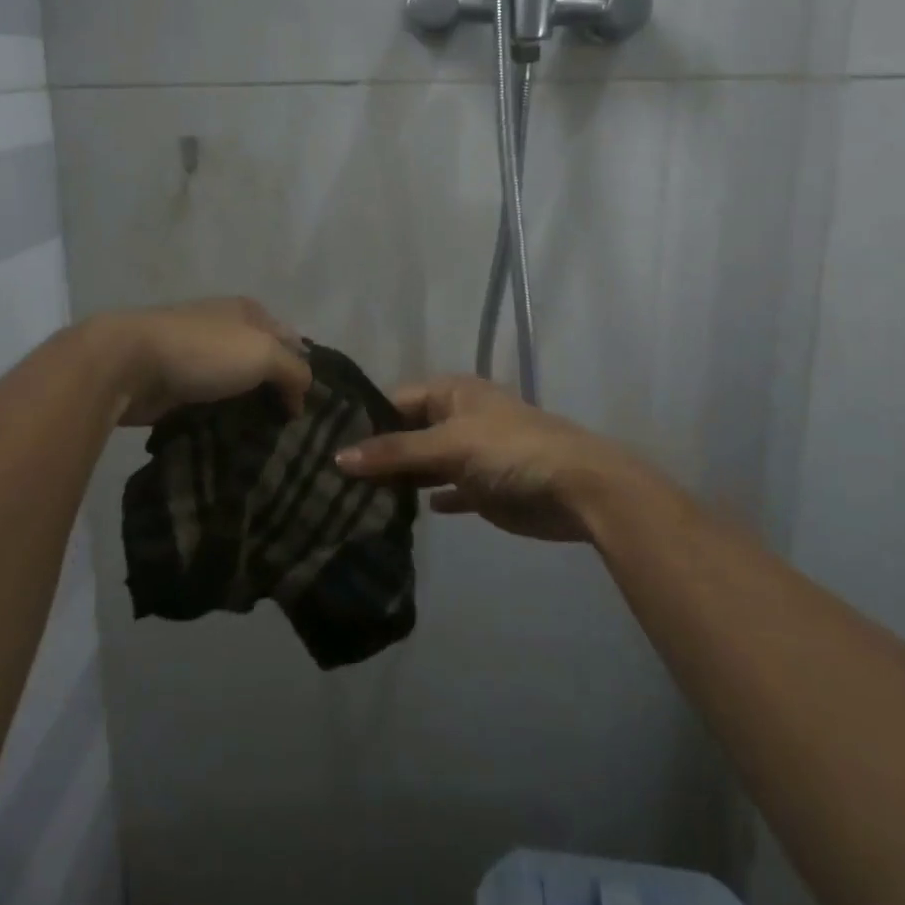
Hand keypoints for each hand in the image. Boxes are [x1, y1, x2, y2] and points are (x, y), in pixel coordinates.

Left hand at [88, 298, 311, 426]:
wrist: (129, 364)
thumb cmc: (203, 351)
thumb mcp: (264, 353)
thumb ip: (294, 370)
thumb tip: (302, 395)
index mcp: (248, 311)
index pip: (291, 339)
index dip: (304, 369)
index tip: (311, 407)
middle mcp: (225, 328)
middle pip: (263, 362)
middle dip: (277, 391)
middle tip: (292, 430)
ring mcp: (197, 356)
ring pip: (235, 384)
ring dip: (248, 409)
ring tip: (267, 442)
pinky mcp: (175, 384)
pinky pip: (210, 403)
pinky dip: (221, 419)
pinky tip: (233, 441)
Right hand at [335, 375, 645, 541]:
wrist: (578, 489)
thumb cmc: (510, 451)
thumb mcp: (448, 445)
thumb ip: (395, 452)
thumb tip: (337, 458)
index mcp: (452, 393)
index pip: (395, 400)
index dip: (365, 420)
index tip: (325, 443)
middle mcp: (458, 417)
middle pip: (408, 432)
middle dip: (379, 452)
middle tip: (333, 477)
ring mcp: (472, 453)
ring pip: (425, 462)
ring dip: (401, 477)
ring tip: (354, 497)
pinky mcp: (484, 487)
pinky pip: (448, 488)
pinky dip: (430, 497)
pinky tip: (403, 511)